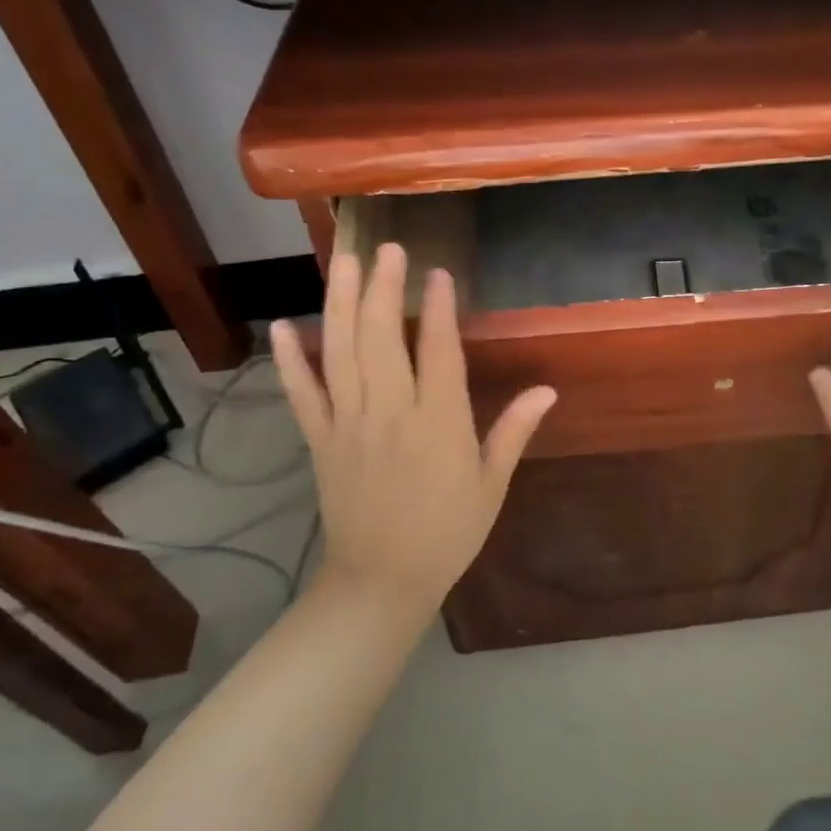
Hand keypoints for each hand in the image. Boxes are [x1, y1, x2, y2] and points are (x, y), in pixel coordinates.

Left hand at [270, 244, 557, 614]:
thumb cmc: (447, 533)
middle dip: (383, 287)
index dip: (437, 307)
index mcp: (439, 423)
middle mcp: (390, 412)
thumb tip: (547, 390)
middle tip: (387, 248)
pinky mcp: (320, 440)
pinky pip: (302, 393)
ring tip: (342, 261)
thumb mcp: (491, 485)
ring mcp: (349, 424)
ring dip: (339, 302)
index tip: (438, 272)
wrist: (382, 581)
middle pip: (381, 336)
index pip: (437, 350)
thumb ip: (514, 432)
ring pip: (340, 352)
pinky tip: (283, 326)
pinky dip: (290, 359)